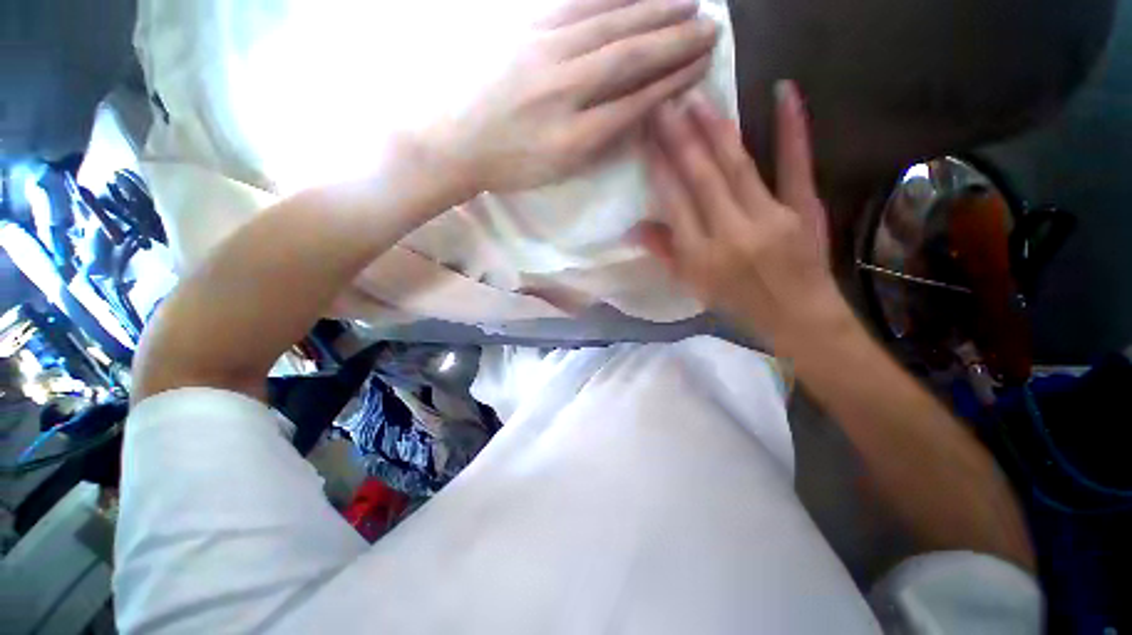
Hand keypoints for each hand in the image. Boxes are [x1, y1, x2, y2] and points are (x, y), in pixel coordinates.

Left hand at [421, 0, 717, 195]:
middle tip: (710, 28)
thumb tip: (633, 115)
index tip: (698, 68)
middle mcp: (564, 90)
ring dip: (653, 10)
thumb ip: (596, 143)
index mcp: (573, 137)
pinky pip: (575, 6)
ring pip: (609, 25)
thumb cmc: (507, 166)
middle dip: (674, 42)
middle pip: (629, 58)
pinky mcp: (525, 30)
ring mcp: (543, 53)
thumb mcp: (556, 171)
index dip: (670, 83)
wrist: (452, 143)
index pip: (633, 103)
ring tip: (687, 2)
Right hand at [639, 82, 853, 353]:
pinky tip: (783, 92)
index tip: (646, 140)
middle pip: (701, 179)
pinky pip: (796, 164)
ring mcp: (770, 218)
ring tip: (697, 99)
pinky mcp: (805, 209)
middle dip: (679, 140)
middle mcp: (731, 234)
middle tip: (663, 106)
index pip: (674, 204)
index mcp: (701, 257)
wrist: (798, 317)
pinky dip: (792, 127)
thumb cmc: (738, 303)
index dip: (659, 169)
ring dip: (715, 129)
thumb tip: (632, 228)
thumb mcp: (693, 286)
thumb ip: (664, 253)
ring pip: (736, 166)